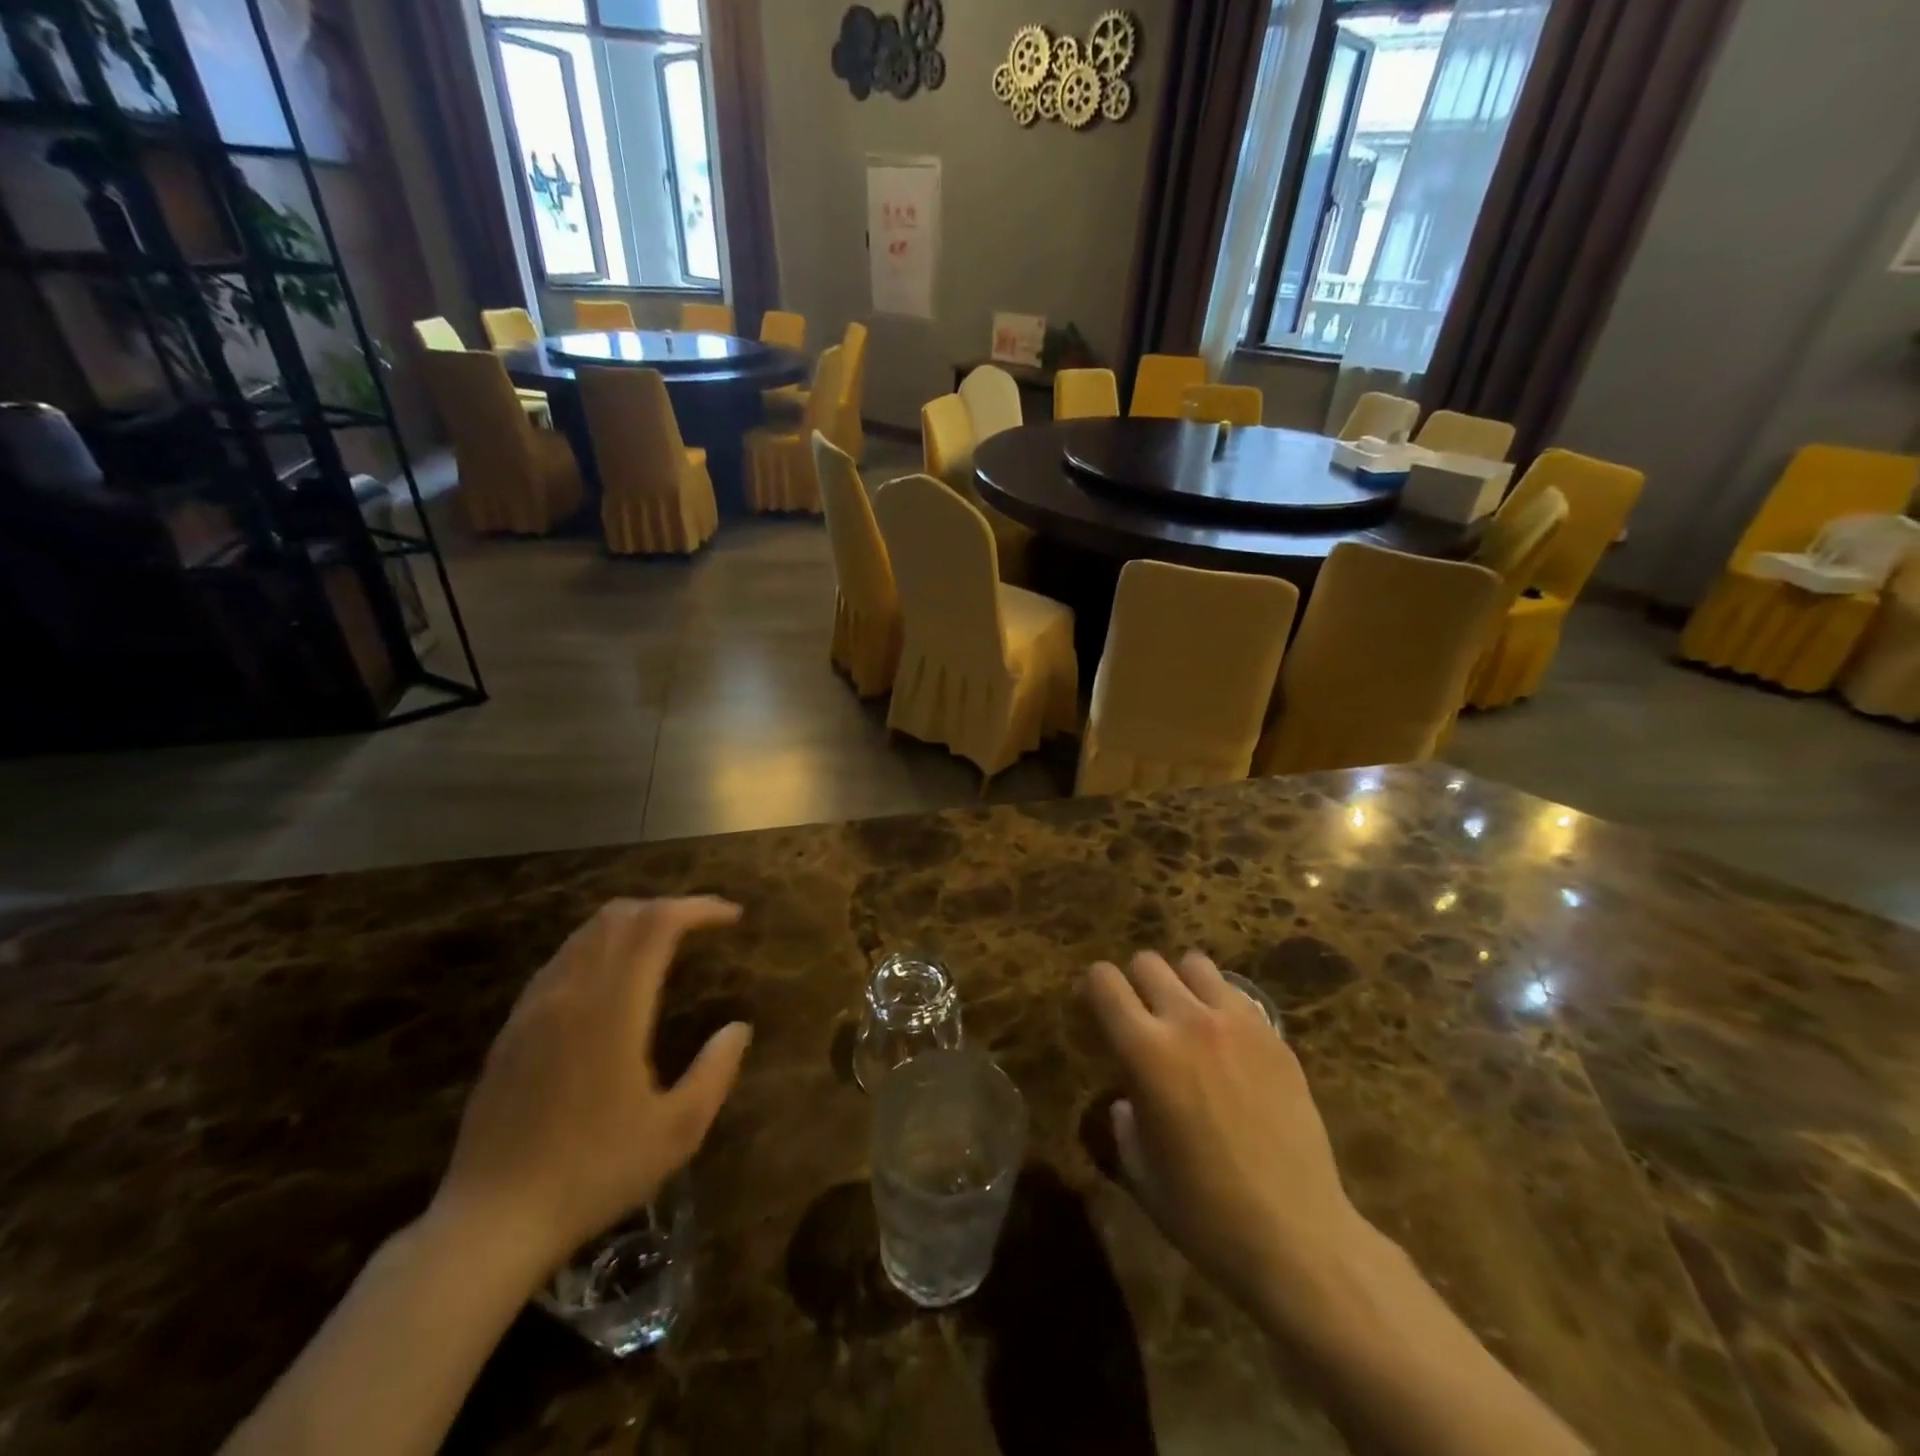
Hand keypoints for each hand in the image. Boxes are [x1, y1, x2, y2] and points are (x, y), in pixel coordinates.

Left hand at [433, 898, 751, 1275]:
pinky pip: (562, 961)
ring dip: (632, 924)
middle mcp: (570, 992)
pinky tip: (614, 980)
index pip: (657, 923)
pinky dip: (599, 948)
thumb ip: (716, 1071)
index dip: (699, 908)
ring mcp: (534, 1008)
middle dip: (668, 908)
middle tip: (703, 927)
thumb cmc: (594, 1174)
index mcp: (613, 1008)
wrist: (490, 1224)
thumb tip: (738, 1028)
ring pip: (586, 934)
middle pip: (619, 915)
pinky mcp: (513, 1029)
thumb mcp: (677, 1131)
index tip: (733, 917)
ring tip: (666, 944)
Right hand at [1086, 951, 1365, 1319]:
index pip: (1104, 982)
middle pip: (1147, 961)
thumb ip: (1124, 1123)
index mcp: (1144, 1051)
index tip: (1094, 1008)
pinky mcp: (1274, 1036)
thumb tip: (1127, 1102)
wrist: (1297, 1236)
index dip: (1093, 988)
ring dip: (1181, 983)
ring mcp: (1237, 1024)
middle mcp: (1187, 1022)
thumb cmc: (1204, 1213)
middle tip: (1141, 1016)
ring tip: (1187, 1017)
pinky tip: (1227, 1043)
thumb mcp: (1141, 1171)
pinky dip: (1221, 1004)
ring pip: (1195, 964)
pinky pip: (1237, 994)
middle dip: (1135, 982)